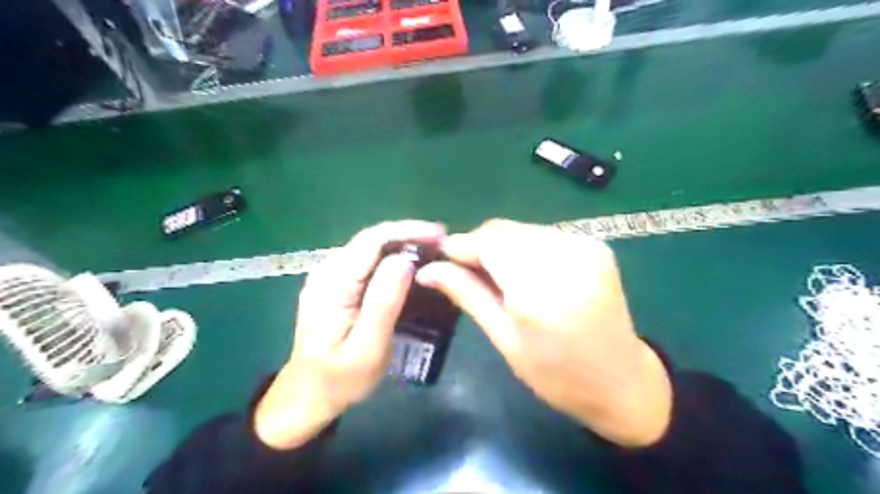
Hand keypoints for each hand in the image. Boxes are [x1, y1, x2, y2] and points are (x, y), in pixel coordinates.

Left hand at [255, 222, 446, 449]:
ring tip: (434, 251)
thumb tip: (405, 260)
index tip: (440, 236)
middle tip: (443, 244)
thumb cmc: (340, 380)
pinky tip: (411, 266)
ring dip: (403, 244)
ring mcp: (329, 277)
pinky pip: (368, 261)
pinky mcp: (336, 285)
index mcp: (332, 284)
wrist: (307, 396)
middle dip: (409, 235)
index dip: (408, 231)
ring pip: (371, 247)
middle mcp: (327, 271)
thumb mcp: (367, 348)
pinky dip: (393, 258)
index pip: (372, 241)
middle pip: (372, 239)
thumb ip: (383, 303)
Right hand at [418, 219, 671, 448]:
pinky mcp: (595, 246)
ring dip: (501, 246)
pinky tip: (525, 272)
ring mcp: (585, 248)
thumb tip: (428, 270)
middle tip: (466, 271)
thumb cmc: (557, 375)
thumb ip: (468, 295)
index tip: (441, 257)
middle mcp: (565, 259)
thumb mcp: (505, 340)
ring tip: (496, 275)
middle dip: (479, 246)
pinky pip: (544, 235)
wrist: (622, 381)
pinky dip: (525, 247)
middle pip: (503, 230)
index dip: (460, 245)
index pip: (488, 243)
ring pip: (522, 230)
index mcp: (539, 292)